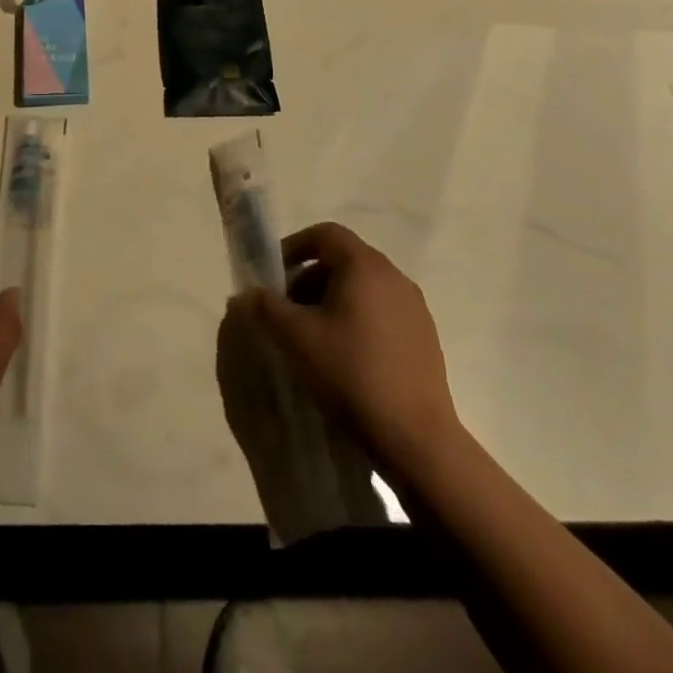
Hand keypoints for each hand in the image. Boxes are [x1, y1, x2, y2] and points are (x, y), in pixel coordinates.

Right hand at [236, 222, 459, 473]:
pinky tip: (346, 357)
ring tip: (314, 336)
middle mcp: (394, 277)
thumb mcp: (294, 337)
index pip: (325, 234)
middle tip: (288, 310)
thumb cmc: (350, 373)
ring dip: (332, 300)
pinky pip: (383, 312)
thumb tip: (247, 294)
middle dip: (310, 278)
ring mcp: (415, 308)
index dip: (294, 246)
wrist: (415, 438)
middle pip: (344, 260)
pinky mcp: (425, 338)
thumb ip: (265, 307)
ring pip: (364, 287)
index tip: (274, 275)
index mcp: (365, 266)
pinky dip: (358, 319)